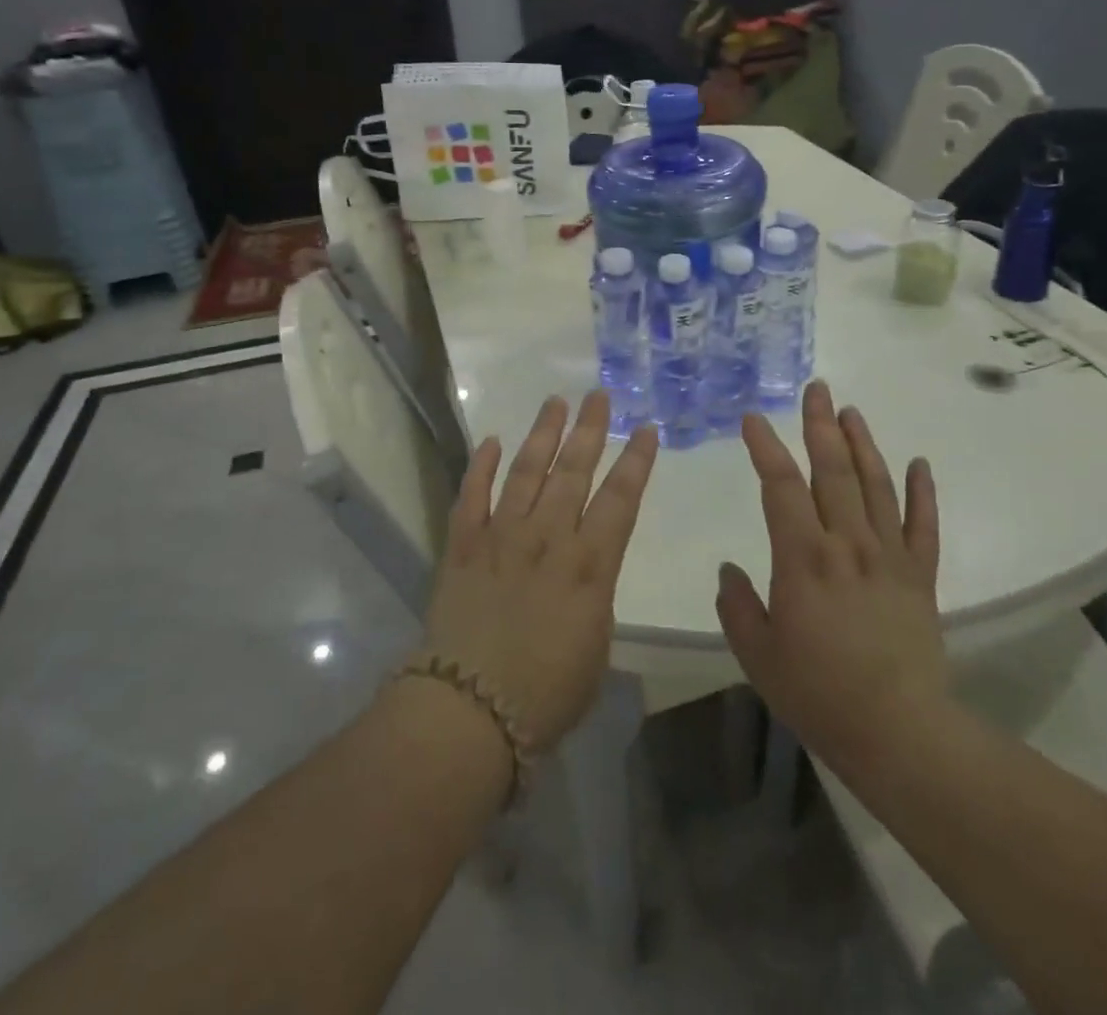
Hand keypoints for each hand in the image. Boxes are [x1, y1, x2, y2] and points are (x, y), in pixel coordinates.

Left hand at [422, 391, 657, 754]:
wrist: (469, 710)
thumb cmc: (546, 694)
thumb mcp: (595, 648)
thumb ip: (594, 598)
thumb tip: (586, 573)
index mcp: (589, 565)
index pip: (620, 499)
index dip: (636, 461)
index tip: (644, 428)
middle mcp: (547, 538)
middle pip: (573, 472)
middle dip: (589, 430)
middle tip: (597, 395)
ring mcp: (501, 536)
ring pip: (525, 472)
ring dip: (542, 435)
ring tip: (554, 402)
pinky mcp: (462, 546)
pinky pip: (471, 496)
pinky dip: (480, 467)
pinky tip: (490, 441)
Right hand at [716, 381, 948, 771]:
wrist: (898, 732)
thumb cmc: (818, 693)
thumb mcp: (758, 654)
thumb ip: (737, 606)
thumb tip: (729, 570)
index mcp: (803, 557)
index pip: (780, 485)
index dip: (765, 447)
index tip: (753, 418)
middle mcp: (847, 543)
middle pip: (832, 470)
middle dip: (820, 426)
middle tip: (816, 389)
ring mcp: (889, 556)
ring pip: (876, 486)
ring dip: (863, 444)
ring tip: (851, 412)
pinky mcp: (920, 577)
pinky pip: (923, 526)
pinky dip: (923, 492)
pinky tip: (920, 463)